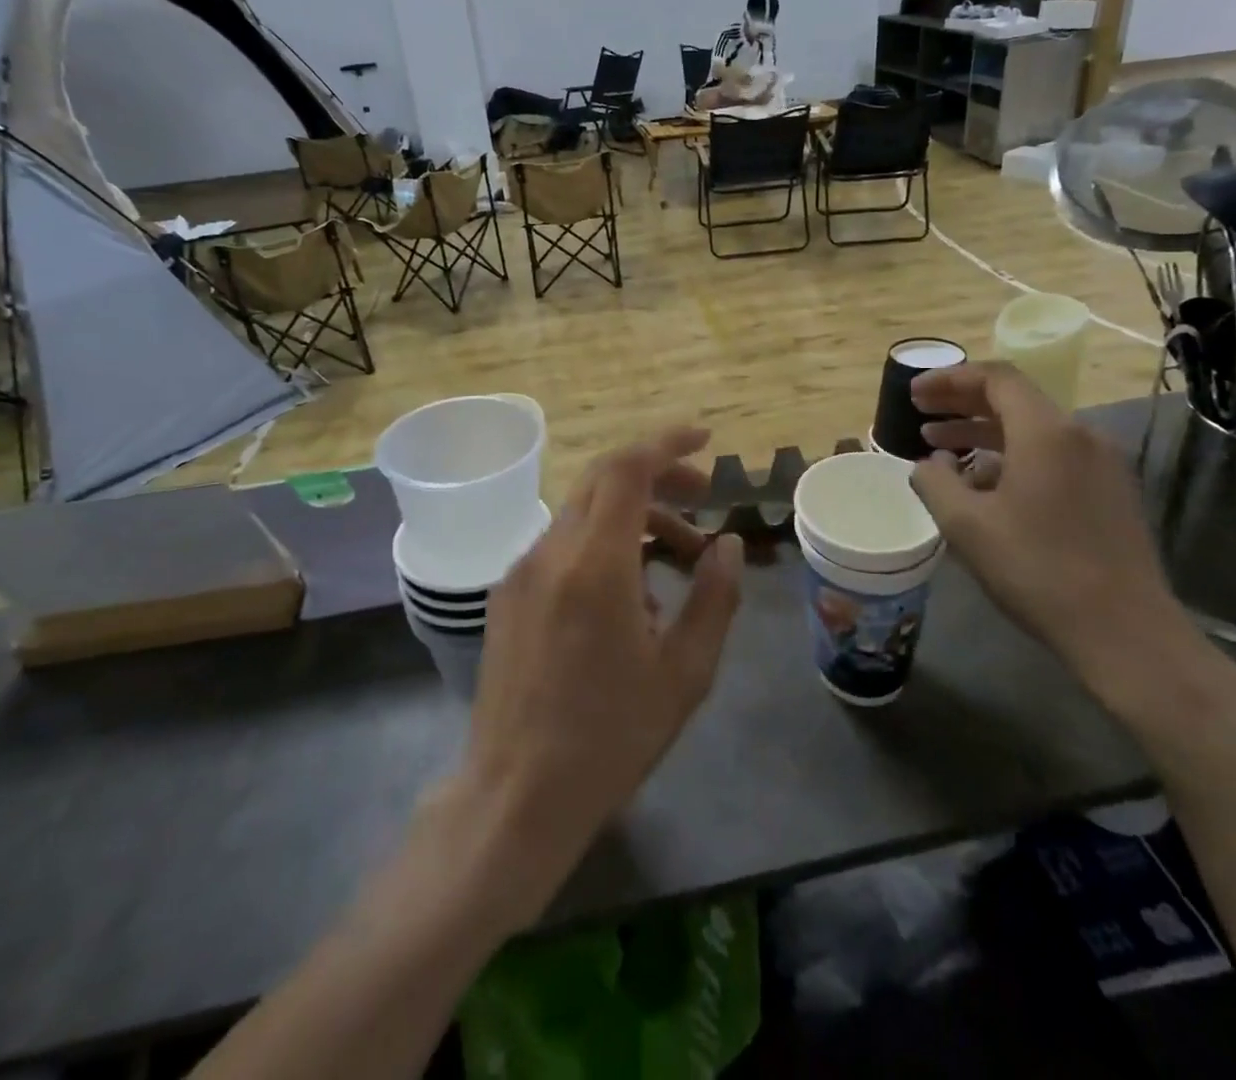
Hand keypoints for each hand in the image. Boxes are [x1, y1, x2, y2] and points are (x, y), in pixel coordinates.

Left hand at [446, 428, 743, 928]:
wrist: (516, 795)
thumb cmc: (610, 738)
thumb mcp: (685, 673)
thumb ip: (714, 597)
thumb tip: (727, 544)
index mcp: (594, 565)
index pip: (627, 469)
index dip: (667, 443)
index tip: (705, 440)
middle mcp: (551, 552)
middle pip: (604, 480)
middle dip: (658, 477)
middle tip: (703, 500)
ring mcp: (522, 571)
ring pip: (584, 513)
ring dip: (634, 518)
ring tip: (678, 562)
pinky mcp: (509, 593)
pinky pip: (564, 546)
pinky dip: (604, 545)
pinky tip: (630, 596)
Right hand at [906, 362, 1210, 705]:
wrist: (1124, 632)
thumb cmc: (1036, 569)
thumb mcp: (965, 524)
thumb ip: (934, 481)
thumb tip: (930, 464)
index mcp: (1047, 432)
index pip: (996, 378)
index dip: (949, 379)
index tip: (914, 393)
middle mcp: (1080, 436)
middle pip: (1015, 400)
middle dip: (962, 403)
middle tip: (920, 412)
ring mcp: (1102, 465)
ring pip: (1033, 430)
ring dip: (983, 433)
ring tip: (941, 448)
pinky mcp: (1110, 493)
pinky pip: (1053, 456)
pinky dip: (1011, 456)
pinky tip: (984, 485)